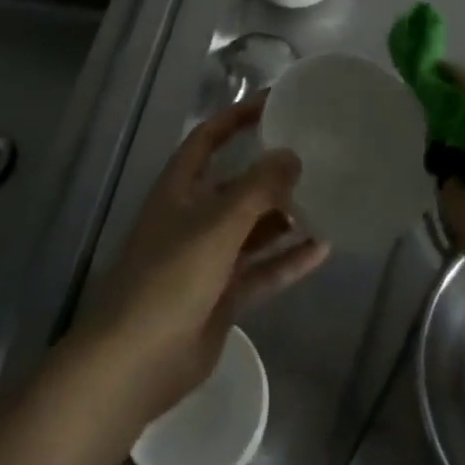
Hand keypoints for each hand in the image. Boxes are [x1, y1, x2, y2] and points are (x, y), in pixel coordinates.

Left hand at [78, 98, 328, 423]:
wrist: (136, 362)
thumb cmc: (170, 276)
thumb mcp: (217, 223)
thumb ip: (258, 189)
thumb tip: (292, 155)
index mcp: (180, 188)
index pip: (209, 138)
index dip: (237, 117)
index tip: (275, 102)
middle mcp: (194, 216)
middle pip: (237, 184)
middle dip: (271, 171)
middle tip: (315, 156)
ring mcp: (209, 258)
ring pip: (254, 228)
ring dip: (286, 217)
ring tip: (328, 200)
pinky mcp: (223, 295)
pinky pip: (262, 269)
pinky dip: (289, 259)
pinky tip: (324, 248)